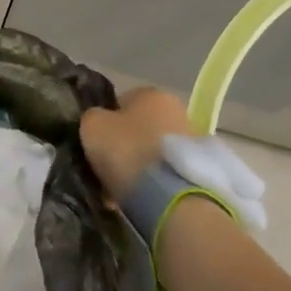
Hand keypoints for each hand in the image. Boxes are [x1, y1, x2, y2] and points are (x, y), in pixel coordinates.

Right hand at [79, 87, 195, 201]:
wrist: (170, 196)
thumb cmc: (127, 151)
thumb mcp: (92, 126)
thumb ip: (92, 117)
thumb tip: (98, 120)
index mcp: (152, 93)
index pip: (121, 101)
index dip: (105, 123)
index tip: (96, 144)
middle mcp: (177, 110)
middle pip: (139, 127)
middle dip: (124, 145)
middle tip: (106, 167)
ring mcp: (191, 140)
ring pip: (152, 151)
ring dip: (138, 165)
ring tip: (120, 188)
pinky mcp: (198, 168)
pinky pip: (164, 171)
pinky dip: (152, 181)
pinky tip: (138, 196)